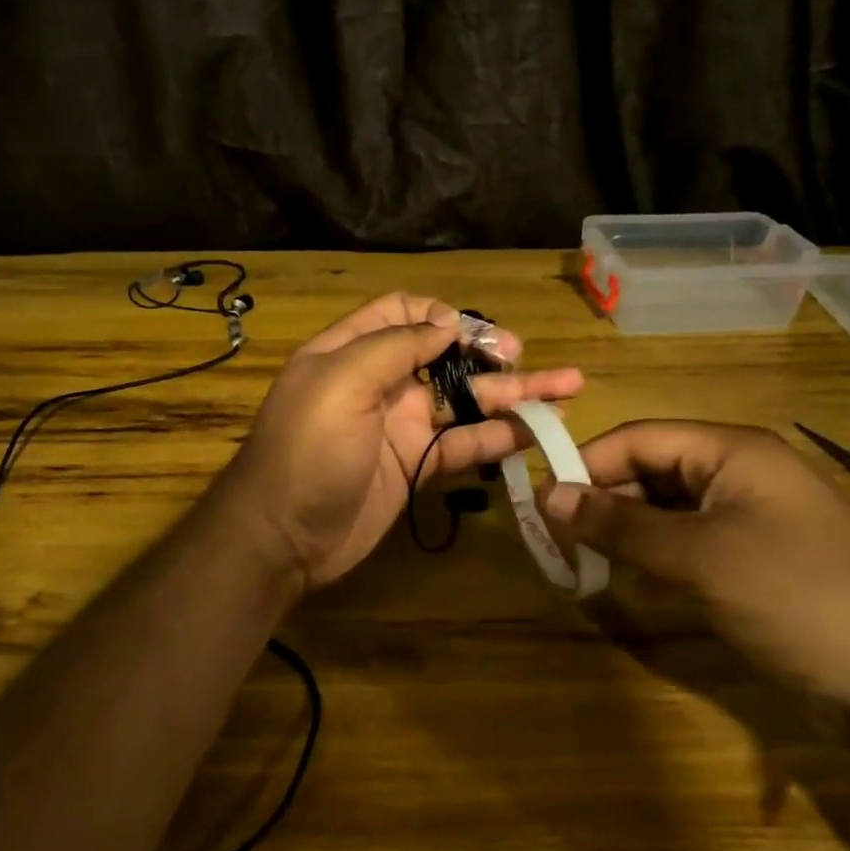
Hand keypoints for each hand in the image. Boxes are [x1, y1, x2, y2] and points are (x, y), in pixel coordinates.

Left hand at [216, 293, 583, 590]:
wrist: (282, 537)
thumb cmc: (308, 450)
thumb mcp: (341, 383)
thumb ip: (395, 345)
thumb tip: (447, 321)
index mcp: (353, 352)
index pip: (402, 313)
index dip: (439, 314)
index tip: (470, 333)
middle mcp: (381, 383)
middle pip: (444, 355)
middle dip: (487, 351)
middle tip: (524, 357)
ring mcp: (401, 426)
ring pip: (465, 400)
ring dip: (512, 393)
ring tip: (567, 389)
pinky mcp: (416, 465)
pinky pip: (464, 444)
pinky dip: (499, 437)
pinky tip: (537, 431)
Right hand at [544, 421, 849, 749]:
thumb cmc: (798, 598)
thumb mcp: (699, 558)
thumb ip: (621, 525)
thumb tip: (549, 496)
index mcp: (733, 450)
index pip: (640, 437)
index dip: (588, 463)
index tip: (544, 502)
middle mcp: (741, 472)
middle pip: (653, 469)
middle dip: (605, 499)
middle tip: (558, 538)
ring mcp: (754, 516)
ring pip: (670, 507)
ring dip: (628, 529)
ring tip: (586, 559)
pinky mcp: (760, 556)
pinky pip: (693, 540)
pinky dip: (658, 554)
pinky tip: (634, 577)